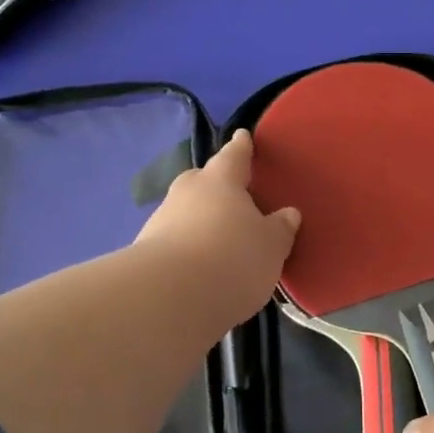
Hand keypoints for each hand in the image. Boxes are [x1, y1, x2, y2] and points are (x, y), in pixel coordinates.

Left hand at [136, 129, 301, 328]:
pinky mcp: (145, 252)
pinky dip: (186, 248)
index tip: (242, 135)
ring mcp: (161, 220)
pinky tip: (199, 268)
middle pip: (203, 181)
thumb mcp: (271, 246)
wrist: (167, 297)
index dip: (241, 147)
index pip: (234, 155)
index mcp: (220, 180)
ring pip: (185, 211)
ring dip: (199, 221)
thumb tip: (288, 213)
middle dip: (216, 186)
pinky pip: (174, 241)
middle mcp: (187, 192)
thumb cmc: (231, 259)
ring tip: (218, 242)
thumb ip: (280, 228)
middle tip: (232, 196)